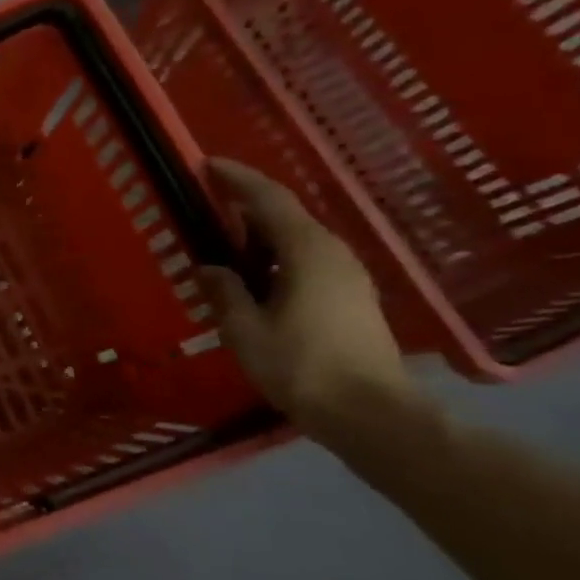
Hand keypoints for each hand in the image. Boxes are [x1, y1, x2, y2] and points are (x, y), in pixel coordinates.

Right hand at [199, 159, 424, 443]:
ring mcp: (348, 276)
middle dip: (248, 203)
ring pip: (299, 238)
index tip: (208, 165)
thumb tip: (210, 268)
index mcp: (307, 252)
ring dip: (262, 232)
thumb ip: (225, 292)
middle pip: (288, 215)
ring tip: (226, 238)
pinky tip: (255, 273)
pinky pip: (307, 259)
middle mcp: (333, 254)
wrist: (371, 414)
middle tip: (210, 200)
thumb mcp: (245, 330)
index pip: (269, 200)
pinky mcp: (352, 298)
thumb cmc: (301, 367)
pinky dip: (277, 254)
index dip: (238, 179)